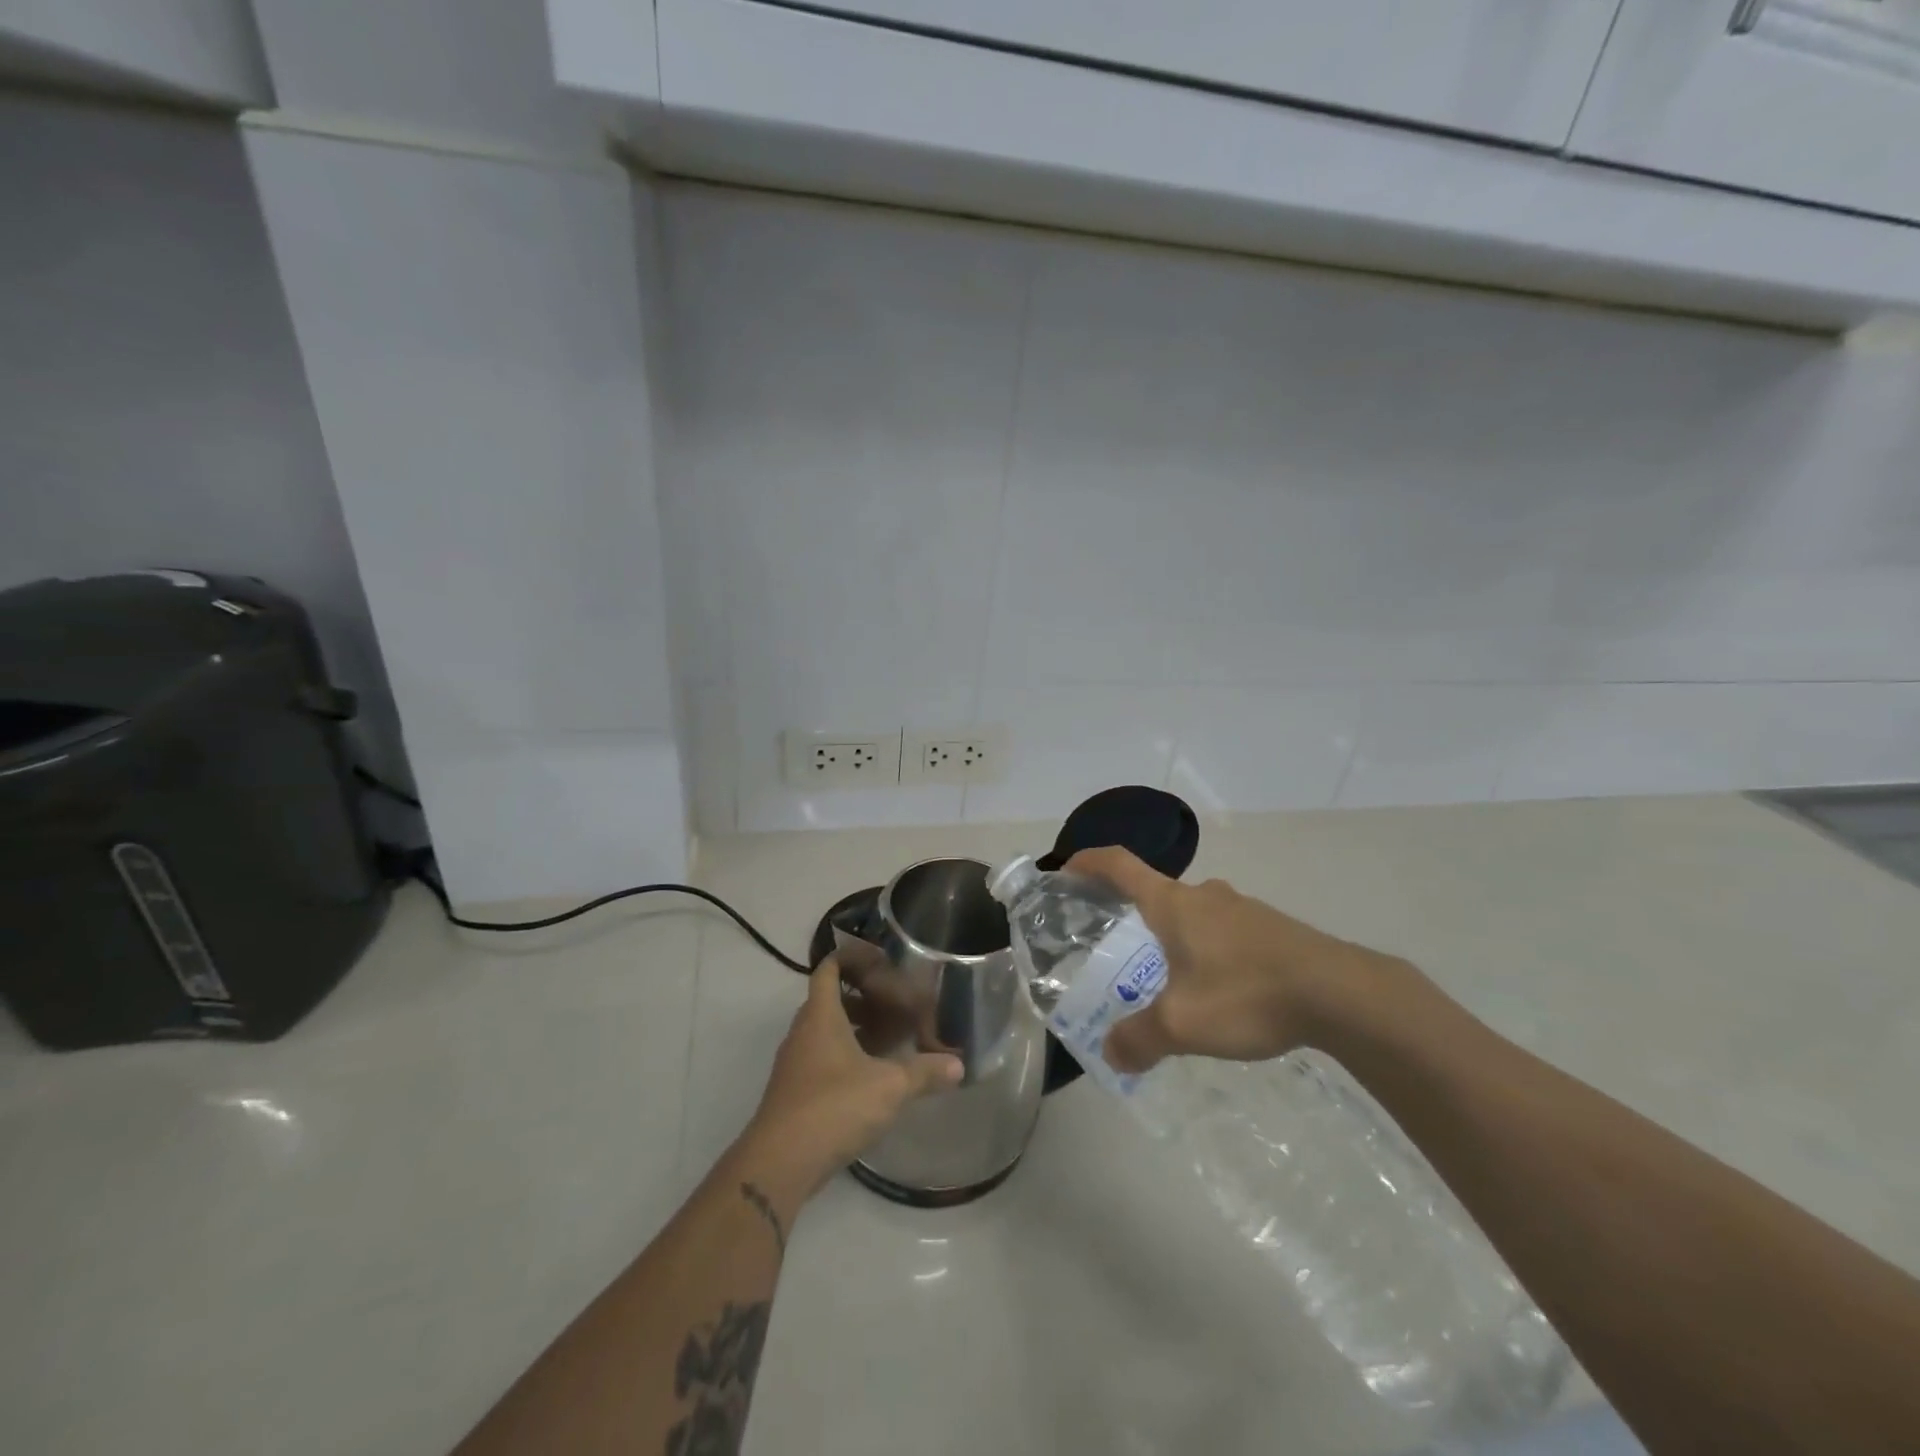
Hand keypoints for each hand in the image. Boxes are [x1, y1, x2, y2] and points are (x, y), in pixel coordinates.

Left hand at [741, 957, 963, 1197]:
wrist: (779, 1163)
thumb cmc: (833, 1106)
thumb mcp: (889, 1086)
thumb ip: (924, 1072)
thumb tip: (958, 1066)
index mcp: (820, 1015)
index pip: (829, 968)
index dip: (852, 957)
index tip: (881, 959)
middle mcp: (803, 1032)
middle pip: (830, 1000)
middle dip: (862, 998)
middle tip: (896, 1004)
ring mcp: (795, 1064)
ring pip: (826, 1033)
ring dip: (855, 1030)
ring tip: (891, 1040)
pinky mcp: (795, 1093)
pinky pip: (823, 1060)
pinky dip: (847, 1058)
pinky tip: (873, 1078)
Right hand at [1064, 847, 1411, 1074]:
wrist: (1342, 994)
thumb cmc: (1247, 994)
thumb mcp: (1182, 1024)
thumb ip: (1139, 1039)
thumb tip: (1112, 1054)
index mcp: (1173, 904)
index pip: (1119, 865)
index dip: (1088, 862)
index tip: (1067, 871)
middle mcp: (1204, 896)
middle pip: (1155, 891)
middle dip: (1130, 912)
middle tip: (1116, 945)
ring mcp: (1242, 909)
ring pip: (1194, 915)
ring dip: (1173, 935)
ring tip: (1168, 977)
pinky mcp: (1273, 929)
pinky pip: (1224, 932)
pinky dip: (1207, 950)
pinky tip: (1219, 991)